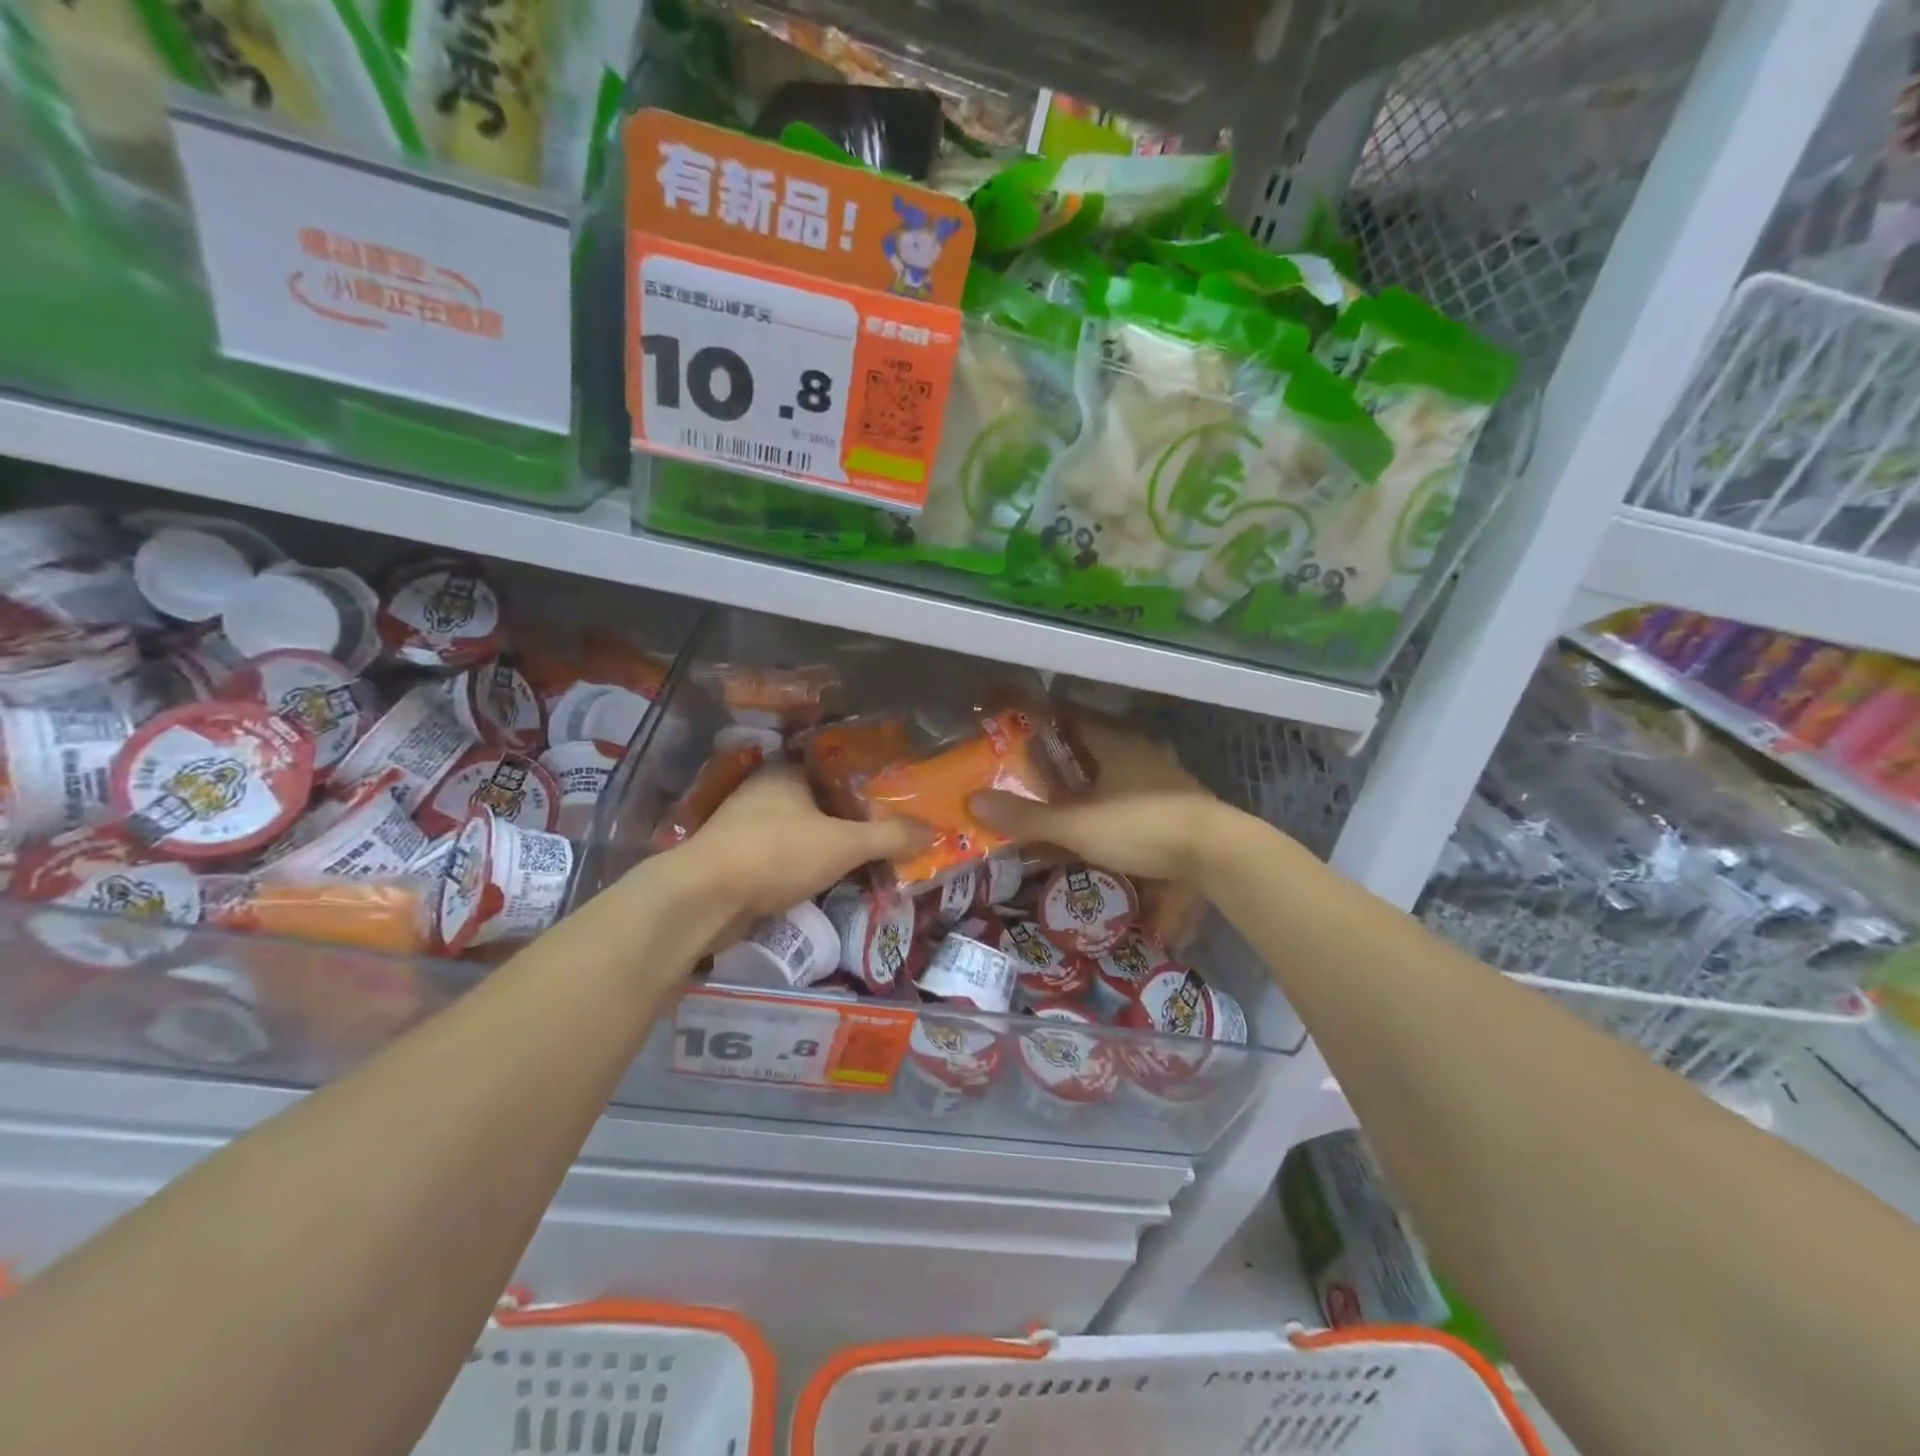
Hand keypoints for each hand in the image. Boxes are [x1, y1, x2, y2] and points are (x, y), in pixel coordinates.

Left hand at [667, 766, 928, 941]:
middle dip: (849, 815)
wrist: (704, 899)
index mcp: (786, 771)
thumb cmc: (777, 853)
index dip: (865, 778)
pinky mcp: (736, 859)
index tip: (893, 794)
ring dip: (826, 843)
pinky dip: (805, 865)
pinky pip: (783, 856)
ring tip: (866, 856)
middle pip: (818, 799)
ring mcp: (745, 826)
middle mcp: (763, 791)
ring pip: (800, 830)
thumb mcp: (843, 844)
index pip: (834, 764)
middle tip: (888, 829)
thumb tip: (932, 831)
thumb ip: (889, 837)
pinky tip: (828, 879)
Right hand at [970, 720, 1225, 883]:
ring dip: (1092, 778)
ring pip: (1117, 768)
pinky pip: (1135, 793)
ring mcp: (1163, 777)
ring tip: (1063, 795)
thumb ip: (1028, 817)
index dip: (1043, 717)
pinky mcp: (1178, 804)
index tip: (1016, 723)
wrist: (1218, 854)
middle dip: (1064, 752)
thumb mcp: (1077, 826)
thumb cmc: (1142, 827)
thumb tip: (974, 802)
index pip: (1071, 716)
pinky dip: (1114, 801)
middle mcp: (1139, 751)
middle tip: (1031, 766)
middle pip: (1094, 742)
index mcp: (1114, 743)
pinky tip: (1104, 821)